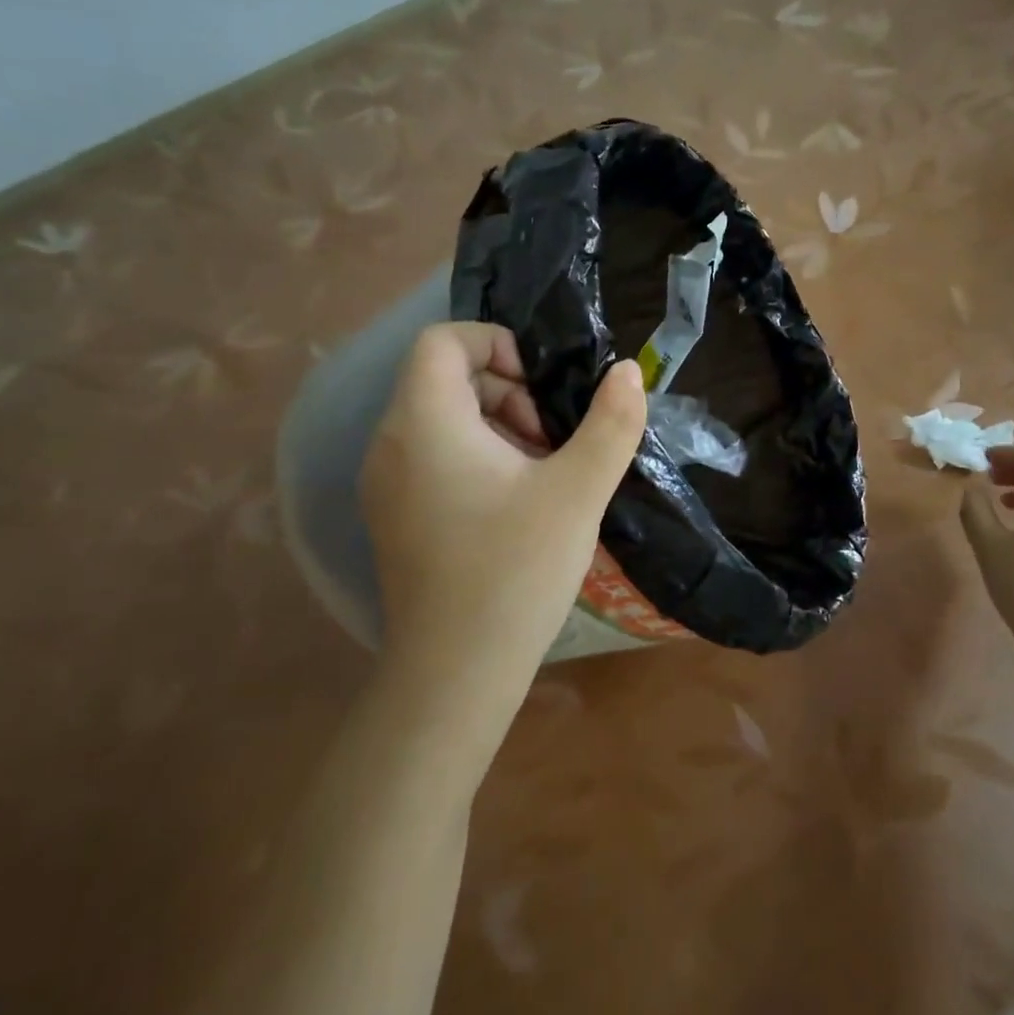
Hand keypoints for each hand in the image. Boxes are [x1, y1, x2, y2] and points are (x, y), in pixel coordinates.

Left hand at [361, 322, 646, 714]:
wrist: (455, 674)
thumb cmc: (515, 572)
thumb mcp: (577, 492)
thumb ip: (610, 423)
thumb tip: (628, 372)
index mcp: (425, 423)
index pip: (442, 340)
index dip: (496, 343)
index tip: (542, 385)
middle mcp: (390, 443)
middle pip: (444, 378)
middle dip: (507, 390)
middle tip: (552, 438)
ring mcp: (386, 483)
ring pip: (441, 419)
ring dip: (497, 425)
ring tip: (543, 472)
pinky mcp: (395, 516)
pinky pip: (432, 457)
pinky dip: (476, 457)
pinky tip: (517, 503)